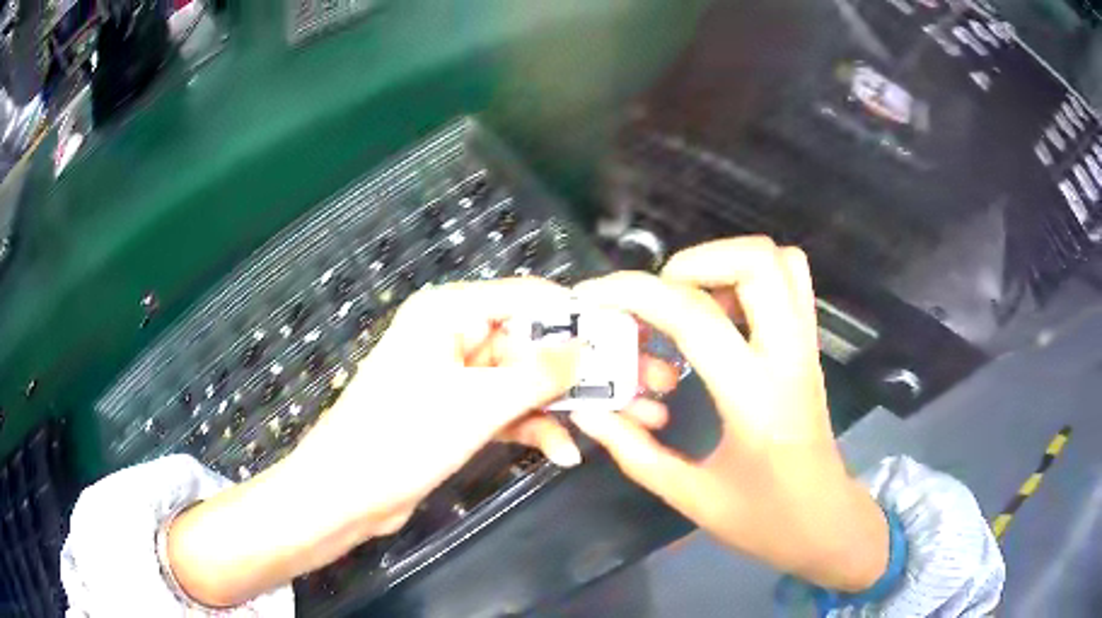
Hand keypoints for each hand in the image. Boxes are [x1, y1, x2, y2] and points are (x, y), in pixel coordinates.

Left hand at [168, 278, 580, 605]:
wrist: (349, 492)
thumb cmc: (404, 436)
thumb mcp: (479, 403)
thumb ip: (538, 373)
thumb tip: (584, 347)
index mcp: (450, 312)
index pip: (526, 297)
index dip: (574, 316)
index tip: (621, 336)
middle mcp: (454, 335)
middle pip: (529, 343)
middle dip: (574, 372)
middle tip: (626, 390)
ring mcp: (456, 376)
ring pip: (522, 380)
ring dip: (558, 406)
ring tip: (602, 427)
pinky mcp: (457, 411)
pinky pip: (505, 410)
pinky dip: (531, 427)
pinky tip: (560, 453)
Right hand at [571, 237, 888, 592]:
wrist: (827, 523)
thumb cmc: (765, 520)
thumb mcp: (692, 498)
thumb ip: (635, 453)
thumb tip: (588, 412)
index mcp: (756, 398)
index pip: (695, 317)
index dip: (634, 293)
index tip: (594, 295)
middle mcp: (789, 357)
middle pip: (757, 260)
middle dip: (693, 261)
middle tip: (658, 297)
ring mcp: (806, 347)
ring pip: (780, 260)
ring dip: (726, 263)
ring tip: (688, 300)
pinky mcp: (810, 348)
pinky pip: (790, 282)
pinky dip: (750, 276)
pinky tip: (721, 315)